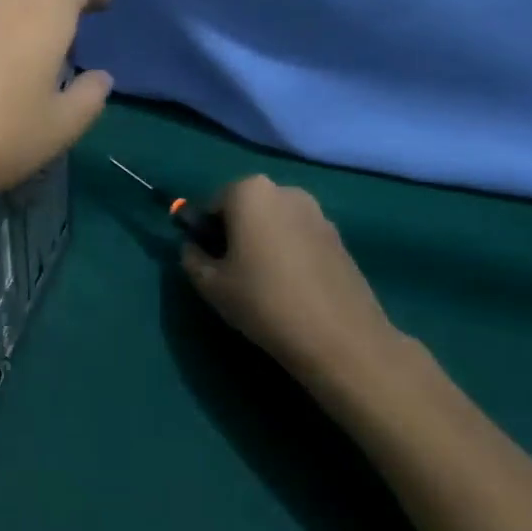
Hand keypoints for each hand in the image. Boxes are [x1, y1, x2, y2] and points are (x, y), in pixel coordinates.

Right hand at [181, 176, 432, 404]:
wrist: (339, 338)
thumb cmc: (263, 301)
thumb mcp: (209, 284)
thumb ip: (191, 257)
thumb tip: (195, 247)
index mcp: (250, 192)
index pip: (213, 204)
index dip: (205, 233)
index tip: (210, 263)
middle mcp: (285, 191)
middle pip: (247, 208)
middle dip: (236, 233)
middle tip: (233, 272)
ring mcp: (318, 213)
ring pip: (275, 223)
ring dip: (264, 242)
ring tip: (265, 283)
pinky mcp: (340, 238)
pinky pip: (300, 238)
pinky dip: (290, 254)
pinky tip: (292, 288)